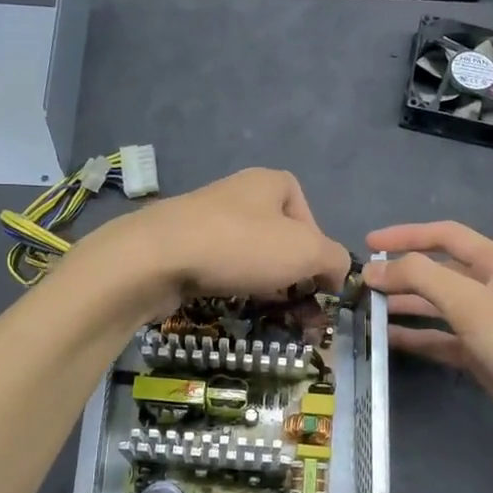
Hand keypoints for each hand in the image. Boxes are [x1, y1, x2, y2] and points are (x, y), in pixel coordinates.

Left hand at [76, 169, 351, 317]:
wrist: (156, 258)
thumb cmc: (240, 246)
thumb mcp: (306, 251)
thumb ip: (334, 260)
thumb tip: (337, 273)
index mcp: (270, 182)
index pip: (308, 214)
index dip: (318, 248)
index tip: (315, 278)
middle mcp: (239, 193)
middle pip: (280, 237)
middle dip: (291, 273)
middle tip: (295, 304)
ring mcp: (206, 218)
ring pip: (249, 255)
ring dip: (263, 284)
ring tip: (266, 309)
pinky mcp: (182, 244)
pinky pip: (220, 266)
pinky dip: (231, 285)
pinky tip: (230, 301)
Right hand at [365, 221, 492, 467]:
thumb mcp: (470, 303)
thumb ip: (420, 278)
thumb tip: (374, 268)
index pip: (446, 236)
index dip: (406, 235)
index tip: (369, 243)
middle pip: (440, 271)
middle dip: (402, 274)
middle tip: (362, 283)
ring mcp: (489, 324)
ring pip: (438, 306)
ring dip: (405, 305)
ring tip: (367, 310)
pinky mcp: (484, 356)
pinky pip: (443, 339)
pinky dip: (417, 337)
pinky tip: (388, 339)